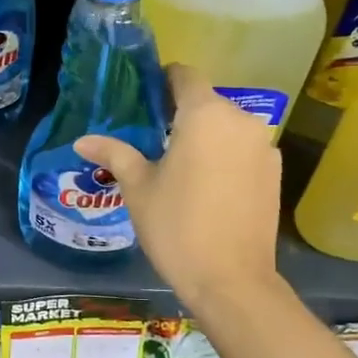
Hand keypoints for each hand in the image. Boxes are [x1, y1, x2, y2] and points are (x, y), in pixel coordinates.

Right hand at [75, 65, 282, 313]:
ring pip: (226, 127)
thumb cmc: (177, 226)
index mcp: (205, 115)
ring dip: (204, 136)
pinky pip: (243, 149)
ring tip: (177, 164)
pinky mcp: (275, 172)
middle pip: (207, 101)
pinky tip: (206, 186)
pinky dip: (224, 156)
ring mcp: (264, 147)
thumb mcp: (138, 188)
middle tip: (151, 138)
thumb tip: (82, 141)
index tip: (143, 98)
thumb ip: (114, 154)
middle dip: (180, 113)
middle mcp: (240, 121)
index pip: (185, 76)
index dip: (163, 80)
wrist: (232, 281)